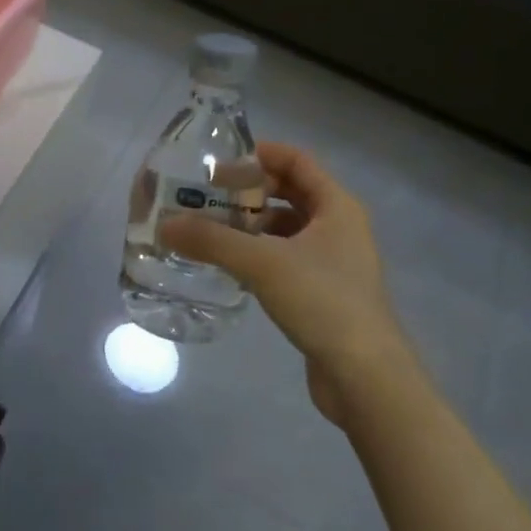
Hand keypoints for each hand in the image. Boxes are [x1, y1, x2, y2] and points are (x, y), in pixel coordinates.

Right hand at [158, 142, 407, 424]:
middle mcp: (340, 227)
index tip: (220, 163)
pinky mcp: (324, 291)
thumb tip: (165, 225)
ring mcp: (334, 261)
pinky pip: (287, 257)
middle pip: (291, 192)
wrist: (365, 376)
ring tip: (212, 230)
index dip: (261, 154)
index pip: (297, 160)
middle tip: (209, 197)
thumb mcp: (262, 263)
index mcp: (338, 206)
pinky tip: (231, 266)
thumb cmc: (323, 301)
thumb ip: (212, 241)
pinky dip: (260, 253)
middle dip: (251, 191)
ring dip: (253, 224)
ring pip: (287, 228)